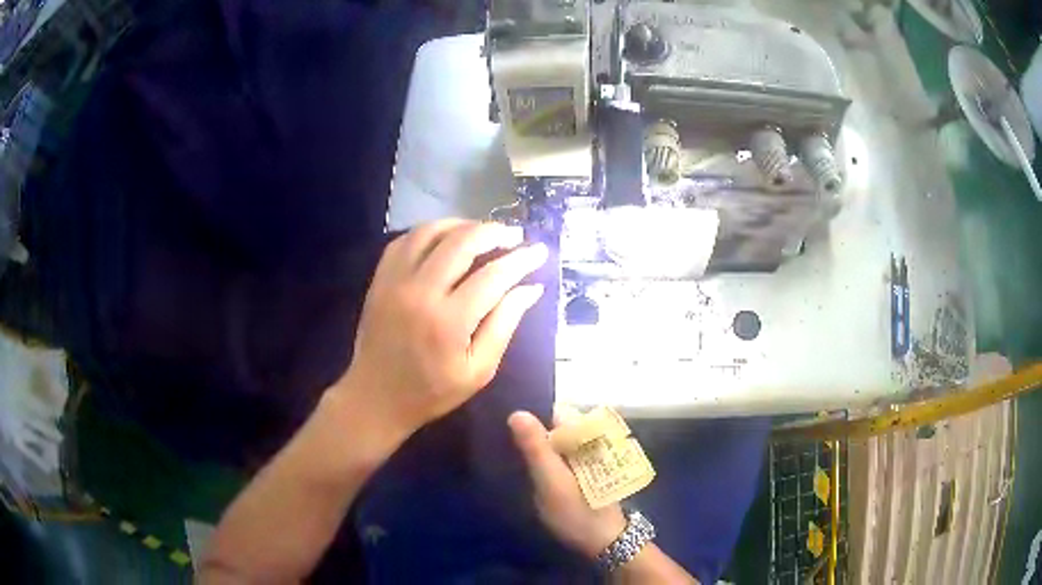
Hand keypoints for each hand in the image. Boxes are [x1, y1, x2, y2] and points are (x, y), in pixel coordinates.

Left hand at [338, 219, 548, 437]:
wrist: (376, 397)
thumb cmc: (432, 391)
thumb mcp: (479, 370)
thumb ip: (505, 325)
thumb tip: (531, 288)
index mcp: (449, 321)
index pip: (494, 275)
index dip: (522, 259)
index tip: (540, 251)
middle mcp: (420, 292)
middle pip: (462, 242)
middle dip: (495, 232)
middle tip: (515, 235)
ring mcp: (395, 281)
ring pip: (431, 232)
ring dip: (462, 225)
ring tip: (483, 232)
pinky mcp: (380, 279)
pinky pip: (405, 240)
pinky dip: (430, 232)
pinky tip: (446, 239)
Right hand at [509, 410, 626, 558]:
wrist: (605, 540)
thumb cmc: (578, 511)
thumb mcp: (551, 482)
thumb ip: (536, 448)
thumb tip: (516, 412)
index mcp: (586, 434)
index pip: (552, 410)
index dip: (529, 417)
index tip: (506, 430)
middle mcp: (592, 436)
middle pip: (555, 423)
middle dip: (533, 432)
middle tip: (509, 450)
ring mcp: (592, 451)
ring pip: (559, 437)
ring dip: (540, 445)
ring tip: (517, 458)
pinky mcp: (588, 465)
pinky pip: (564, 451)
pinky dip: (549, 456)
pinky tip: (535, 470)